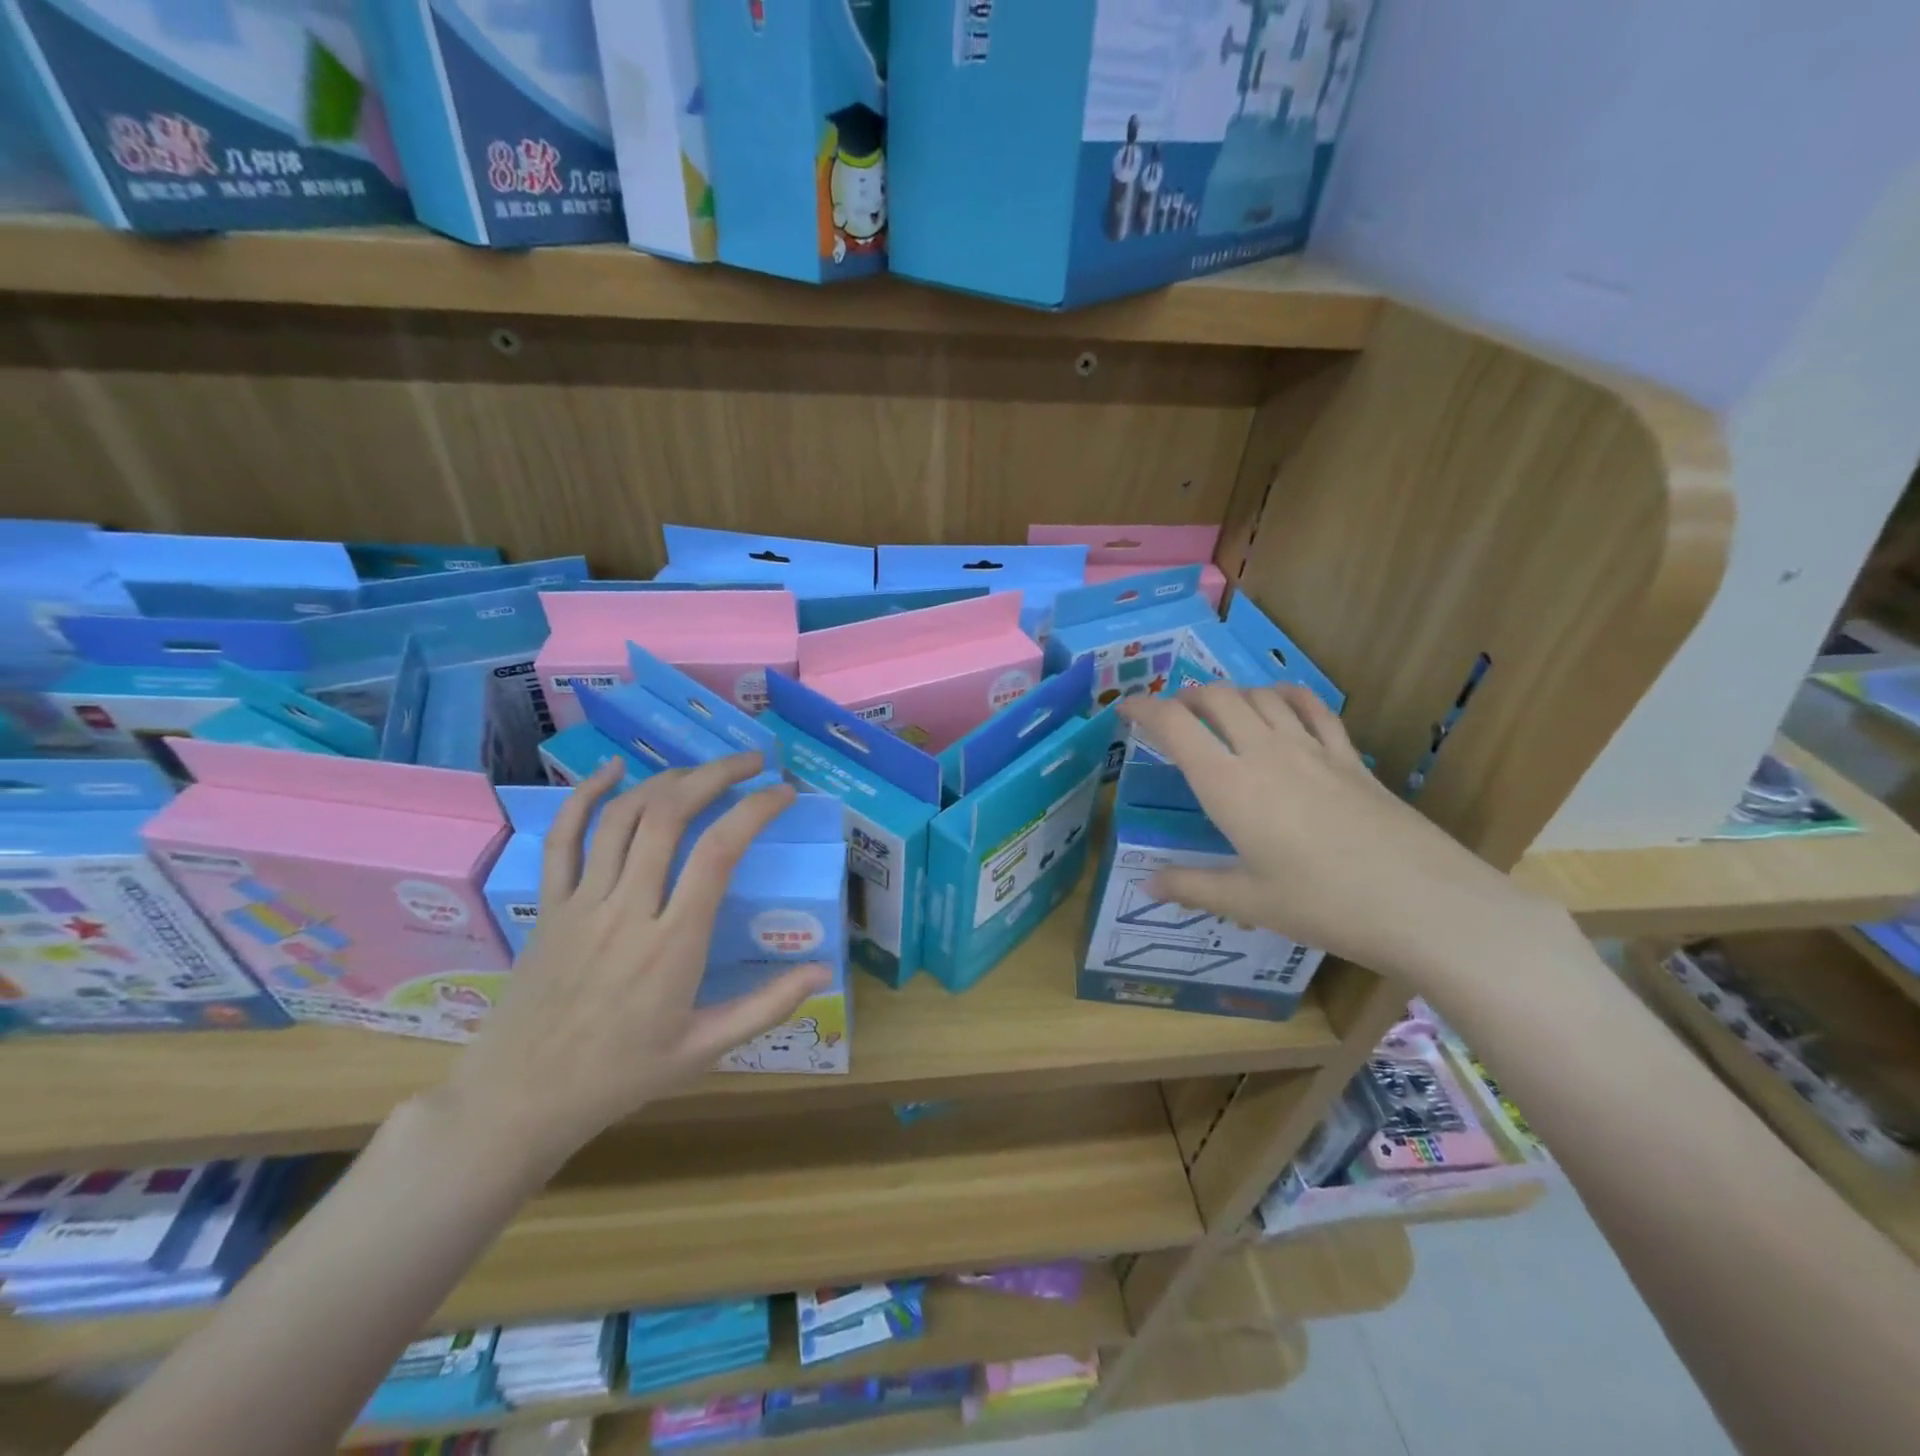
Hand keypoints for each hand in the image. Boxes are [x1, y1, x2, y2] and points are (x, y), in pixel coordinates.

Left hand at [437, 756, 831, 1164]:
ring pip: (623, 817)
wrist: (519, 1100)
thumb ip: (766, 1006)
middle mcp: (628, 910)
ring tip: (702, 770)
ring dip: (667, 780)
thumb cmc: (620, 1075)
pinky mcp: (550, 905)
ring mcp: (583, 902)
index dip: (755, 809)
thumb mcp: (704, 1049)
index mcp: (674, 944)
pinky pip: (563, 838)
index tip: (783, 793)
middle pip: (670, 816)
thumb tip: (823, 969)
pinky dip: (586, 796)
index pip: (719, 852)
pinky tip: (613, 771)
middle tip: (751, 762)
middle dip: (715, 775)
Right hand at [1118, 684, 1568, 987]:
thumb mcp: (1247, 901)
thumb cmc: (1322, 904)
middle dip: (1186, 697)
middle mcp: (1264, 753)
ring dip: (1232, 694)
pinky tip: (1280, 702)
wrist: (1421, 904)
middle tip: (1172, 715)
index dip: (1144, 708)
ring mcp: (1312, 749)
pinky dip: (1287, 695)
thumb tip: (1145, 885)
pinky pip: (1313, 708)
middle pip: (1217, 698)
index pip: (1175, 725)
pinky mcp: (1349, 757)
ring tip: (1219, 711)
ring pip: (1261, 696)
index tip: (1125, 709)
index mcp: (1228, 785)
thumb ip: (1191, 886)